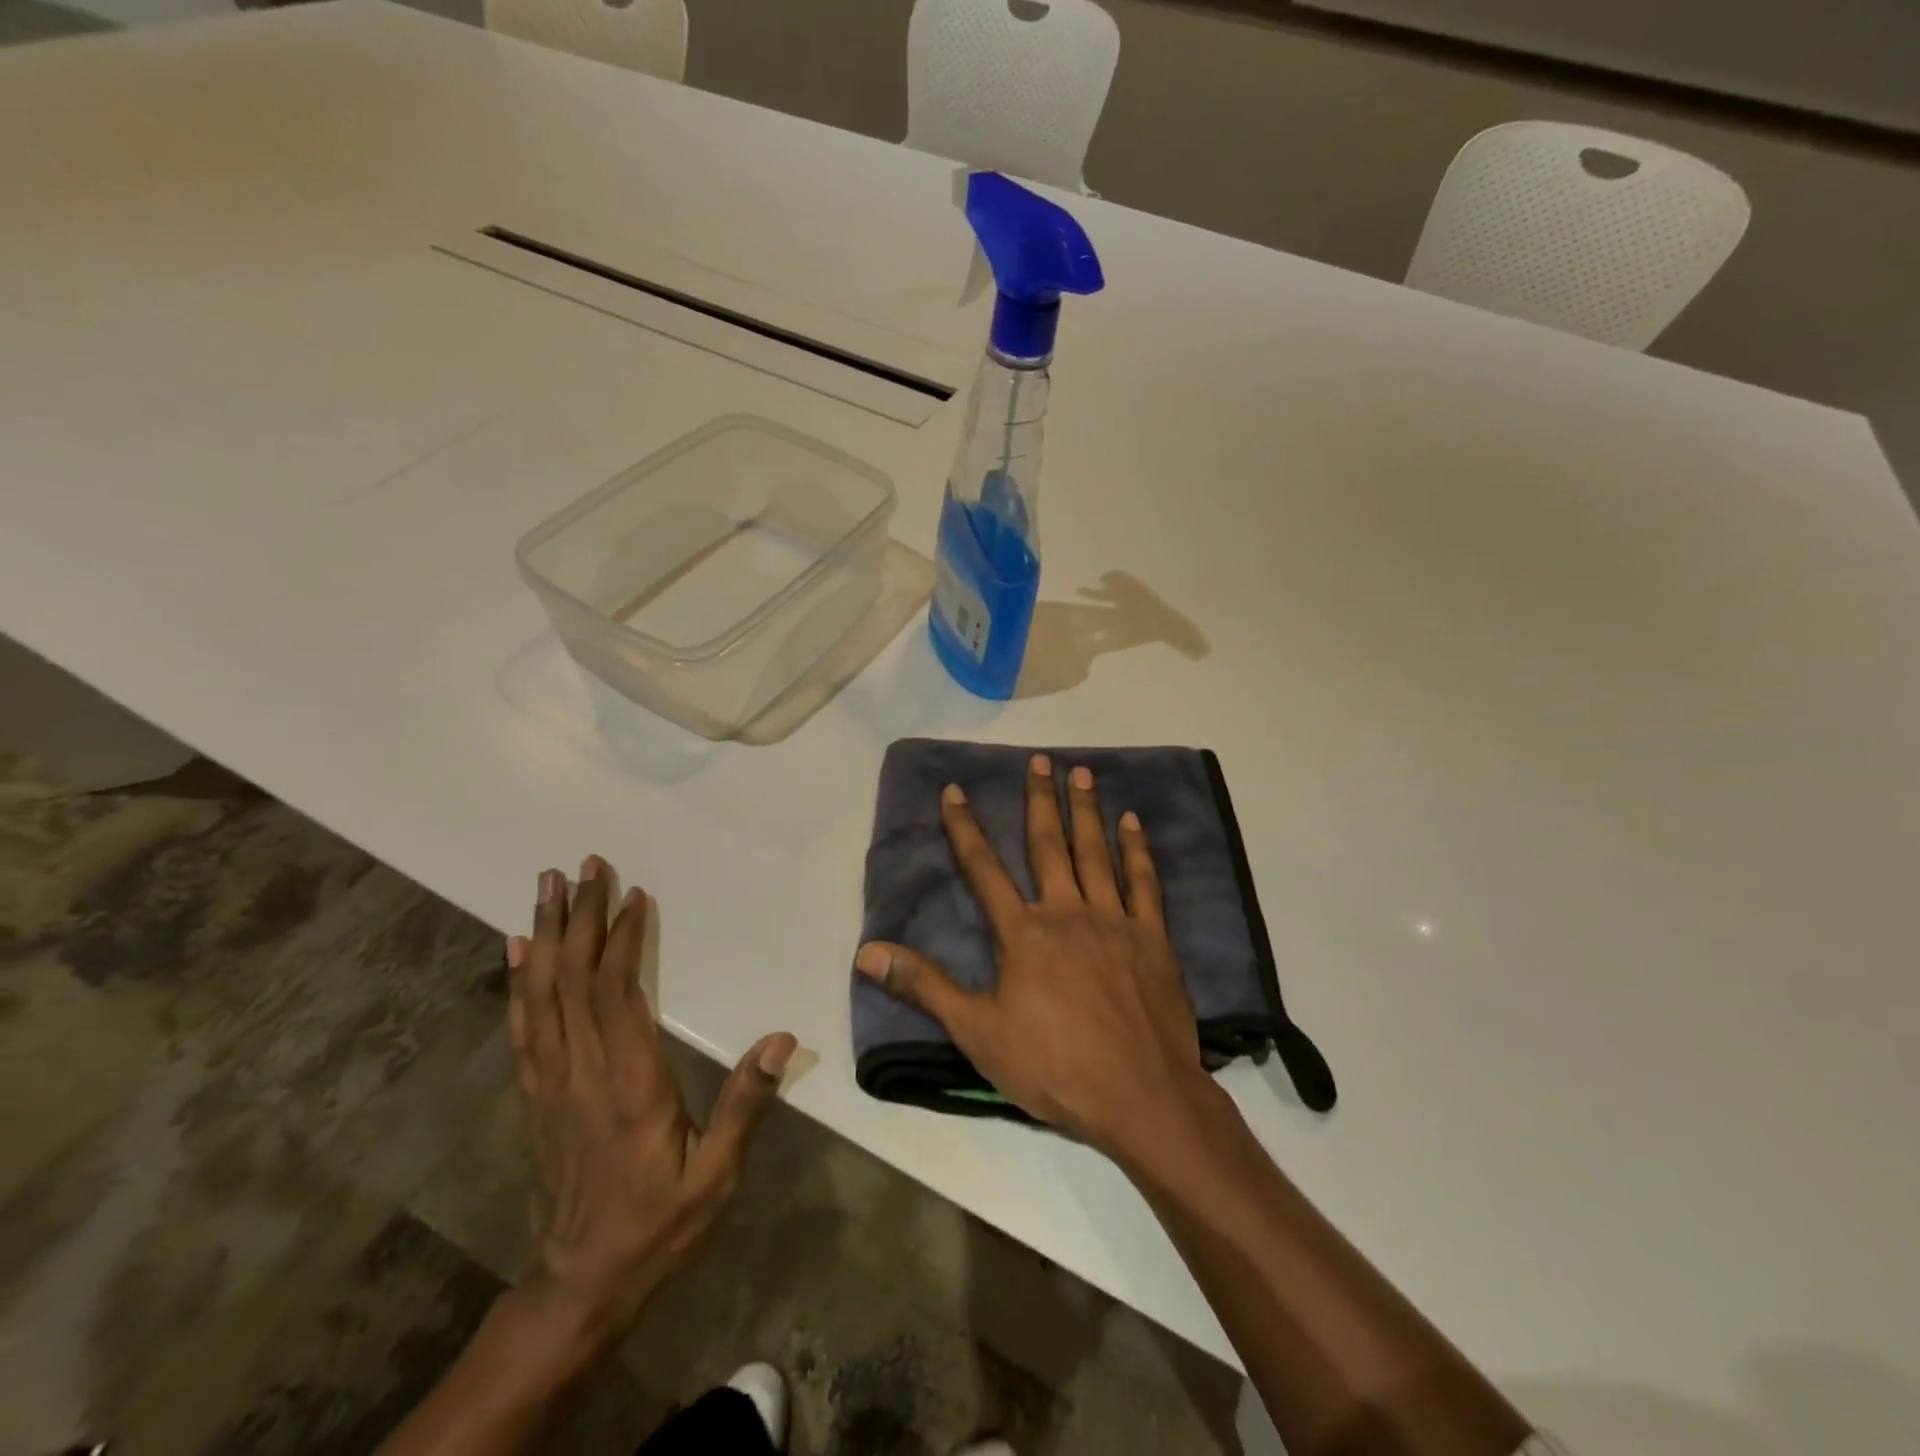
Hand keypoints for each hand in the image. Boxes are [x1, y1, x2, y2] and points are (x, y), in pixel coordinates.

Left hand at [508, 857, 796, 1345]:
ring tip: (547, 888)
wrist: (579, 1286)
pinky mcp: (535, 1095)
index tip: (633, 894)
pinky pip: (523, 1027)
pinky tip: (518, 951)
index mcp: (628, 1084)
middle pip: (573, 981)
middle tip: (583, 866)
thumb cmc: (657, 1225)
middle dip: (580, 918)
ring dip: (545, 936)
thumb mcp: (715, 1176)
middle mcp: (581, 1073)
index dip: (623, 940)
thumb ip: (745, 1104)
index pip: (618, 995)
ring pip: (541, 995)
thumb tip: (781, 1040)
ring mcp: (550, 1083)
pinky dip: (518, 982)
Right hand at [855, 755, 1209, 1157]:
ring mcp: (1113, 921)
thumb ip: (924, 986)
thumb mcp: (976, 1032)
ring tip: (1081, 772)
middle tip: (1040, 759)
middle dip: (1040, 799)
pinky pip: (1144, 883)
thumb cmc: (1053, 1067)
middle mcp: (1066, 912)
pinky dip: (1138, 850)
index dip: (965, 828)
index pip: (984, 869)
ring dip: (1086, 810)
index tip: (956, 790)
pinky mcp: (1152, 937)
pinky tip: (1133, 822)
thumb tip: (867, 952)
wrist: (1139, 1095)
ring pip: (1096, 852)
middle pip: (1048, 845)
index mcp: (1022, 933)